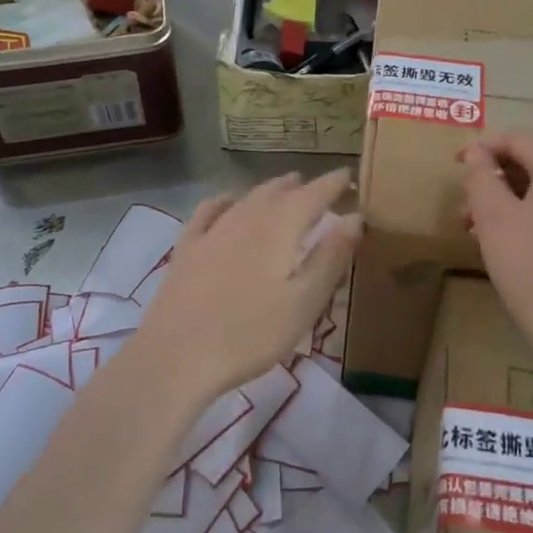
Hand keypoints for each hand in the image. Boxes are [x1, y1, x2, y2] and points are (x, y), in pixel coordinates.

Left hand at [134, 171, 359, 403]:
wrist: (177, 356)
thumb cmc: (251, 334)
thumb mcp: (304, 302)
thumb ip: (331, 257)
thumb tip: (356, 217)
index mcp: (279, 228)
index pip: (313, 194)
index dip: (333, 184)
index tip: (350, 176)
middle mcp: (245, 218)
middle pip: (278, 192)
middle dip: (303, 186)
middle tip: (322, 188)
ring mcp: (212, 232)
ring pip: (246, 198)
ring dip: (270, 190)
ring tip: (286, 187)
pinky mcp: (186, 249)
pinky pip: (208, 211)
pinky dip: (225, 200)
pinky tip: (228, 201)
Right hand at [461, 133, 532, 376]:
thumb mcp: (494, 218)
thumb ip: (481, 177)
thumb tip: (478, 155)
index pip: (519, 139)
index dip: (482, 148)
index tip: (454, 166)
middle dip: (494, 181)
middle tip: (462, 210)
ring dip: (508, 202)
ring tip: (478, 233)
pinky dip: (530, 217)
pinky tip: (510, 246)